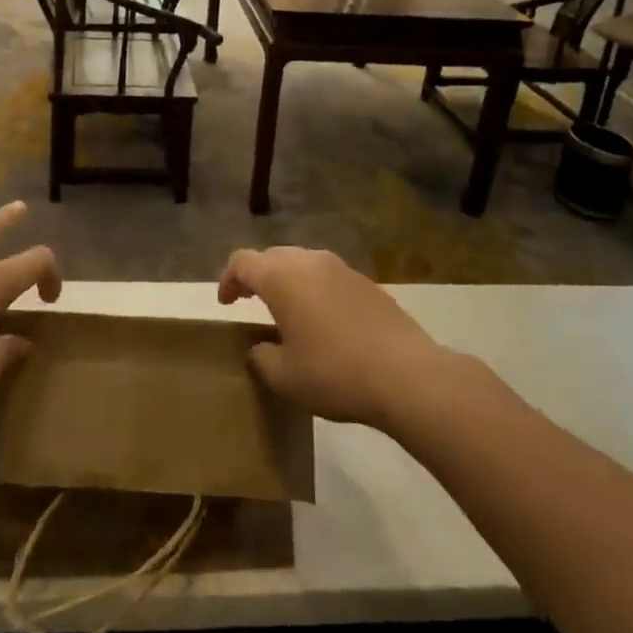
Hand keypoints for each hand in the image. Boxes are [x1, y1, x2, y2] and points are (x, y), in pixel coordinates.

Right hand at [219, 247, 446, 428]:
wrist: (406, 375)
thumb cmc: (334, 372)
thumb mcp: (284, 376)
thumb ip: (260, 357)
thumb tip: (260, 348)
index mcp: (281, 277)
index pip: (242, 261)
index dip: (228, 279)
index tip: (226, 303)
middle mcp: (309, 262)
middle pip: (272, 256)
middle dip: (257, 276)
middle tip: (250, 303)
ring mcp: (342, 268)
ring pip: (303, 263)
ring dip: (288, 281)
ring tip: (288, 312)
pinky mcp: (367, 283)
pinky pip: (328, 277)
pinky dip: (315, 290)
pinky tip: (324, 322)